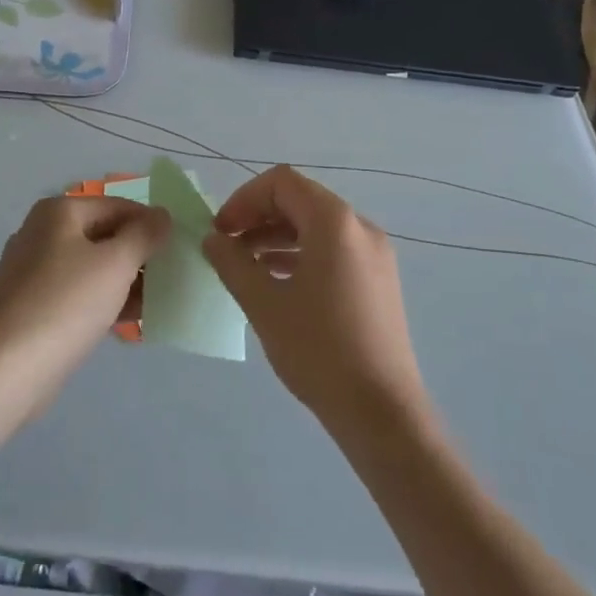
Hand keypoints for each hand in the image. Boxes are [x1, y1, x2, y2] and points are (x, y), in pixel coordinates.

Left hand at [0, 195, 169, 428]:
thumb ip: (144, 235)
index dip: (151, 223)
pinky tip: (131, 320)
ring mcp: (34, 271)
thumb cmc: (65, 304)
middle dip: (138, 254)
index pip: (118, 206)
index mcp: (59, 212)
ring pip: (92, 266)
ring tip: (159, 300)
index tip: (179, 248)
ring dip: (125, 280)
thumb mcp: (115, 263)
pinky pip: (78, 293)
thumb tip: (162, 215)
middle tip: (172, 276)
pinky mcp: (33, 305)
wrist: (5, 369)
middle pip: (104, 234)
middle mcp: (43, 233)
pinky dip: (104, 300)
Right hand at [203, 166, 429, 435]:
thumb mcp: (264, 304)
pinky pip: (334, 250)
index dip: (244, 199)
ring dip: (277, 236)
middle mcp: (359, 227)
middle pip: (301, 200)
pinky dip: (301, 254)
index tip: (220, 231)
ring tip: (246, 265)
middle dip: (259, 216)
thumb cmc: (318, 350)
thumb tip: (214, 239)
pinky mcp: (378, 280)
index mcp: (335, 222)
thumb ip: (233, 263)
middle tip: (228, 246)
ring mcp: (374, 254)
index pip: (282, 183)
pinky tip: (277, 282)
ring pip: (317, 226)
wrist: (381, 412)